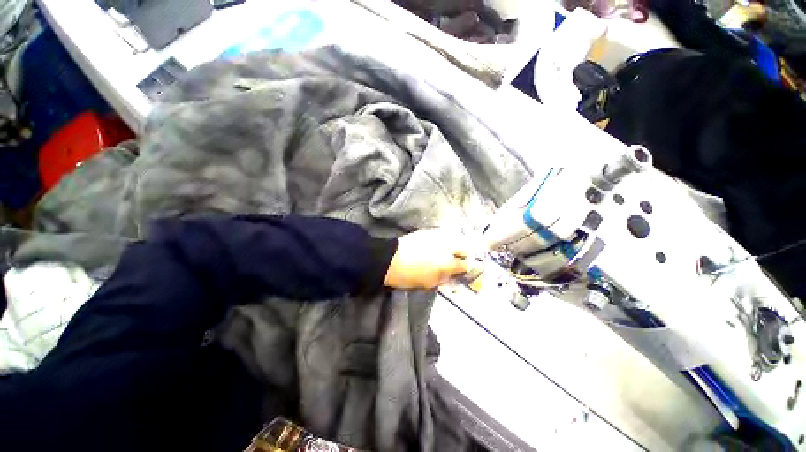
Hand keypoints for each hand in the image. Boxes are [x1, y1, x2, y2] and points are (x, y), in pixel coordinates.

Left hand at [383, 228, 472, 289]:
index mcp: (448, 263)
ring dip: (456, 245)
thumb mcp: (429, 283)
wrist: (389, 259)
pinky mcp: (429, 231)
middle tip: (459, 259)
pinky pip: (443, 234)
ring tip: (451, 251)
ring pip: (455, 238)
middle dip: (464, 254)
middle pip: (465, 248)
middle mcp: (447, 247)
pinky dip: (446, 239)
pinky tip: (440, 244)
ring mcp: (438, 236)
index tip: (465, 270)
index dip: (467, 268)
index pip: (465, 265)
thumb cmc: (408, 275)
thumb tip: (451, 274)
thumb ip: (444, 278)